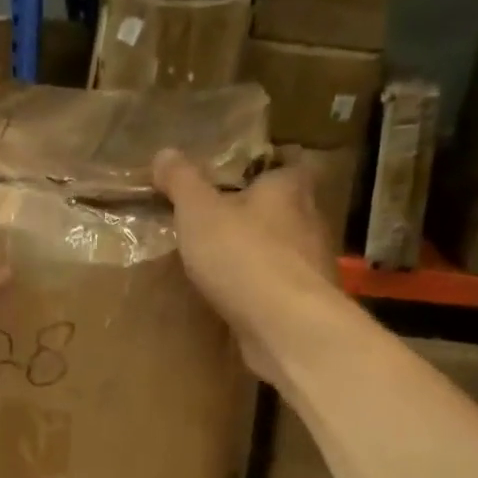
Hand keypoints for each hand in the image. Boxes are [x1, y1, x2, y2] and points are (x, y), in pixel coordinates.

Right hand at [152, 150, 341, 383]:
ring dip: (259, 256)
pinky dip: (262, 290)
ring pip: (284, 251)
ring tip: (224, 266)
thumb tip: (164, 153)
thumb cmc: (242, 255)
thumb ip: (182, 182)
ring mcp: (312, 265)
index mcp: (288, 188)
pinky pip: (280, 287)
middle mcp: (310, 220)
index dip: (260, 174)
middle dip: (256, 217)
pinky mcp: (307, 303)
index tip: (233, 184)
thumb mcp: (198, 212)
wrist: (284, 324)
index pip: (283, 167)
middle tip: (220, 225)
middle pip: (284, 210)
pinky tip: (238, 300)